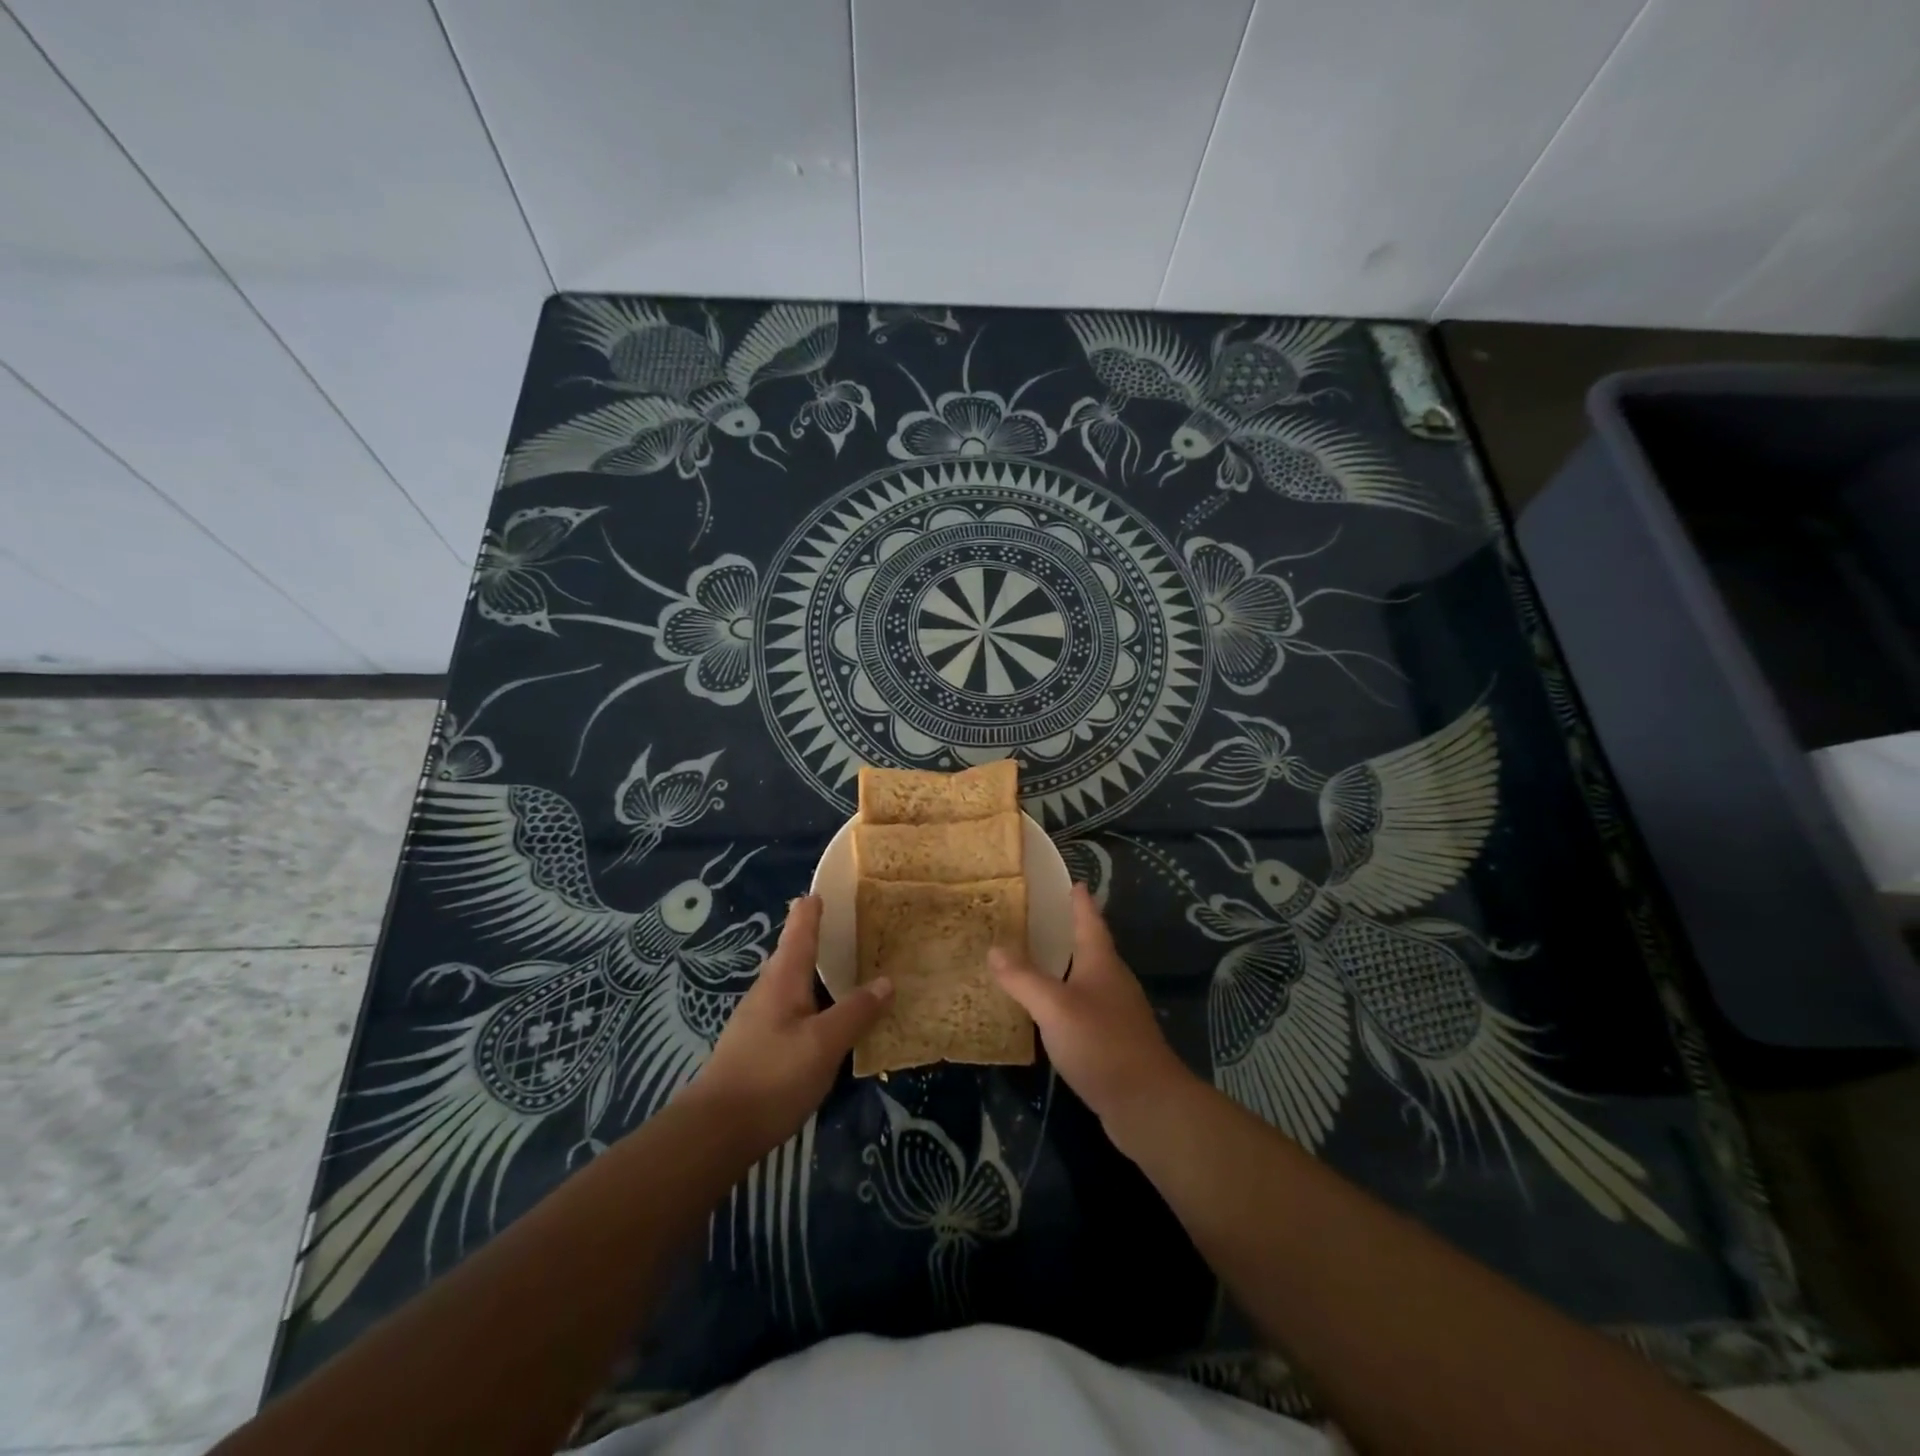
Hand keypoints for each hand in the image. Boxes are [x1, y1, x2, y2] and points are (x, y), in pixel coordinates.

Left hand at [682, 896, 890, 1156]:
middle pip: (793, 952)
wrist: (716, 1131)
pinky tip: (825, 1016)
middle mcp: (768, 990)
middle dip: (817, 936)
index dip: (814, 906)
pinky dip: (811, 999)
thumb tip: (887, 980)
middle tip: (849, 925)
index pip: (800, 928)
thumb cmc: (772, 1077)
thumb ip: (856, 1011)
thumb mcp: (824, 1044)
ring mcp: (758, 1018)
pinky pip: (791, 1007)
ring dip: (816, 970)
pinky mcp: (757, 1045)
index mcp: (783, 978)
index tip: (828, 886)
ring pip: (792, 982)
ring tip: (844, 966)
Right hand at [991, 883, 1198, 1145]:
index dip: (1080, 901)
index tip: (1073, 882)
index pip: (1090, 920)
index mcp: (1101, 963)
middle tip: (1040, 919)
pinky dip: (1067, 1000)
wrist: (1147, 1104)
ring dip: (1066, 968)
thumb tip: (994, 948)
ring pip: (1089, 979)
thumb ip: (1023, 978)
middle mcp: (1113, 981)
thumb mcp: (1054, 1007)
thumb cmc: (1101, 1043)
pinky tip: (1049, 1012)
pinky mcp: (1116, 1041)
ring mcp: (1118, 1012)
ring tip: (1037, 961)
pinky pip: (1087, 1008)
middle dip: (1070, 932)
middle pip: (1091, 947)